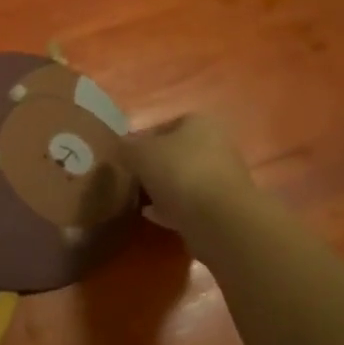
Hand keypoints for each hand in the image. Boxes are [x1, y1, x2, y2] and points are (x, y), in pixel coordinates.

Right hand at [125, 113, 254, 231]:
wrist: (220, 221)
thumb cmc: (179, 172)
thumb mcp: (140, 153)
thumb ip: (126, 147)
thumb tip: (121, 147)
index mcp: (199, 123)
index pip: (164, 125)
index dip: (141, 139)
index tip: (125, 156)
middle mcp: (216, 146)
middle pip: (175, 153)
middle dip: (153, 165)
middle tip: (131, 177)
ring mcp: (221, 178)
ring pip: (183, 179)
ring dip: (162, 188)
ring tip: (138, 198)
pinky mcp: (222, 208)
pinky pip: (189, 203)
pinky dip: (171, 208)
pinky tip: (151, 215)